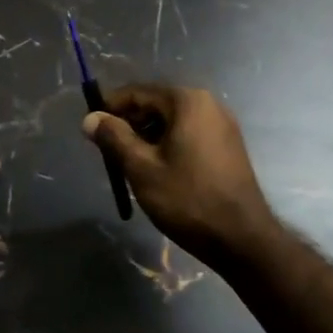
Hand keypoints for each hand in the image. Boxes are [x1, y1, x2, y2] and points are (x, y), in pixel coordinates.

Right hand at [81, 84, 278, 269]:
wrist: (242, 239)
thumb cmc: (188, 199)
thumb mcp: (142, 168)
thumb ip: (114, 138)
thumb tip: (90, 118)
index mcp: (187, 101)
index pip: (138, 92)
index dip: (110, 107)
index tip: (91, 128)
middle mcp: (208, 104)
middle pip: (156, 104)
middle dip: (129, 124)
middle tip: (108, 151)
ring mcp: (222, 125)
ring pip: (172, 121)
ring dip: (147, 136)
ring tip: (129, 164)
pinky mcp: (228, 146)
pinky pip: (189, 134)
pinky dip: (168, 144)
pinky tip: (157, 170)